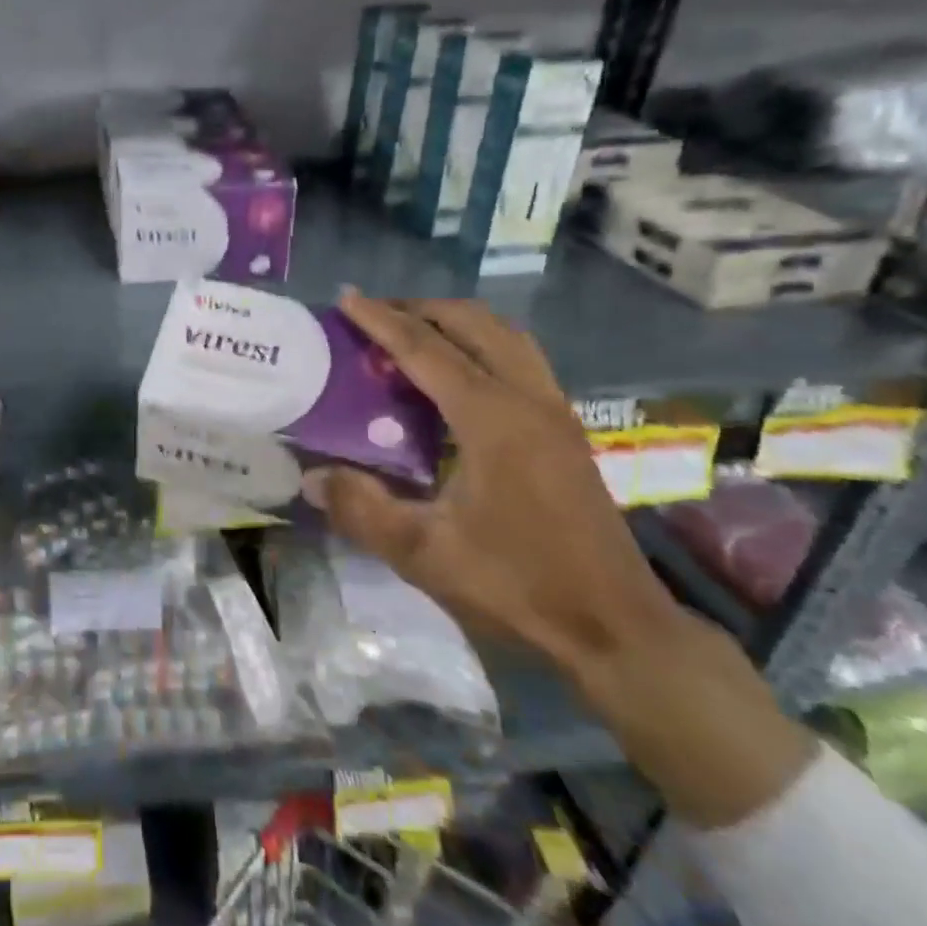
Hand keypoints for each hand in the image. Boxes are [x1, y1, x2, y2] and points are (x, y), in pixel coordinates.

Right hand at [304, 291, 681, 677]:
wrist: (616, 627)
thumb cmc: (517, 584)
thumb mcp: (424, 552)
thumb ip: (361, 508)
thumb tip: (310, 476)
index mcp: (492, 418)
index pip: (425, 349)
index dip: (381, 321)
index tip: (347, 297)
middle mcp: (527, 399)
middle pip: (472, 324)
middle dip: (420, 309)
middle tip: (375, 315)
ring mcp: (554, 411)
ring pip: (504, 335)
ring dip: (455, 322)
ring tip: (413, 332)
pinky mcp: (566, 429)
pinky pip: (520, 358)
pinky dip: (482, 344)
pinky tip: (458, 375)